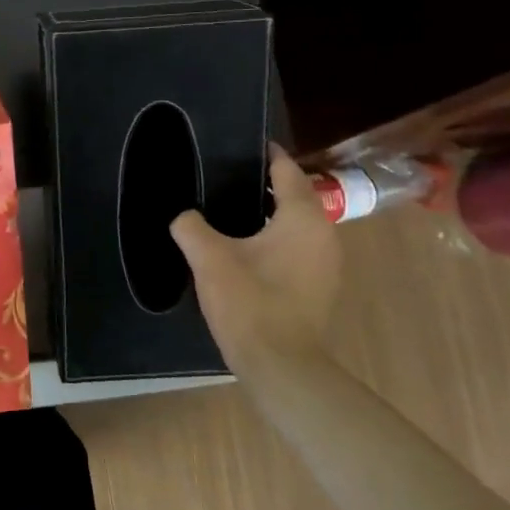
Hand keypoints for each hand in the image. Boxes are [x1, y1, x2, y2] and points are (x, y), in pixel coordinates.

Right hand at [171, 145, 341, 367]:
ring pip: (295, 224)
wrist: (281, 365)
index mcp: (303, 218)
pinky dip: (274, 239)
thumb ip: (191, 227)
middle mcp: (323, 234)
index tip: (240, 144)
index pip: (286, 170)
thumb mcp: (209, 258)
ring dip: (267, 214)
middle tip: (222, 178)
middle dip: (261, 184)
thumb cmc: (250, 302)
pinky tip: (243, 249)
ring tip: (228, 211)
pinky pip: (296, 247)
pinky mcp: (318, 286)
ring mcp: (326, 263)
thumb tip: (183, 215)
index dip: (265, 154)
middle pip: (293, 196)